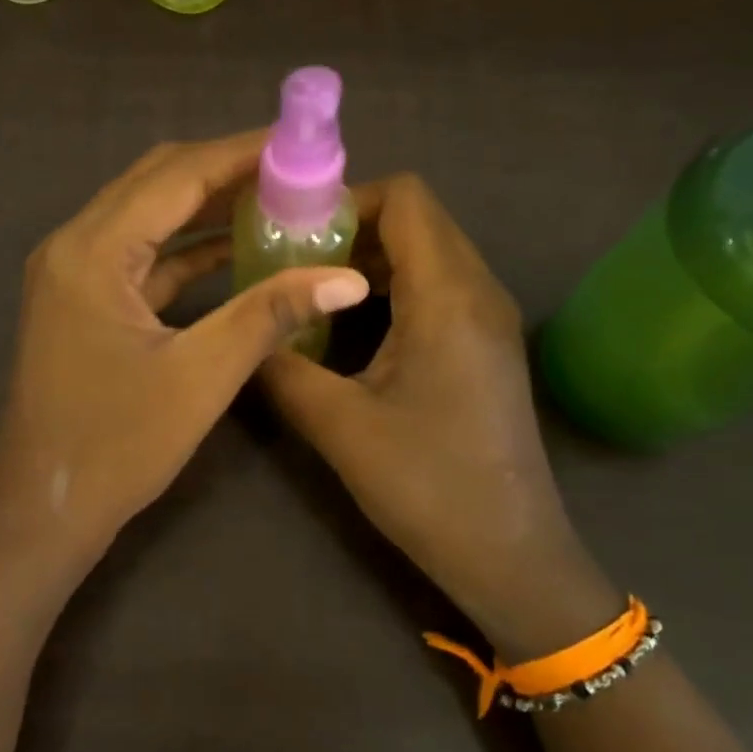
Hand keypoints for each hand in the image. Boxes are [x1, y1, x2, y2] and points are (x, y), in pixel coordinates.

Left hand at [0, 131, 369, 586]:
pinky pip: (140, 258)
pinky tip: (234, 252)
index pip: (176, 175)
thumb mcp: (201, 375)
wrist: (46, 510)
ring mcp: (73, 275)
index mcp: (92, 251)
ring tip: (275, 201)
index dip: (241, 152)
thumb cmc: (117, 446)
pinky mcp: (82, 304)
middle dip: (225, 171)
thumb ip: (270, 314)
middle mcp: (73, 246)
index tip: (300, 141)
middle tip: (294, 170)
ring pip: (147, 218)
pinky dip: (185, 250)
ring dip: (206, 208)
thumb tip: (348, 277)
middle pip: (156, 183)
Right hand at [259, 175, 616, 654]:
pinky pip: (438, 288)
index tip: (293, 234)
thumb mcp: (338, 425)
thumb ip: (281, 368)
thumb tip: (243, 332)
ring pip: (428, 254)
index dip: (346, 200)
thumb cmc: (426, 485)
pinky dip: (393, 289)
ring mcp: (490, 319)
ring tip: (312, 292)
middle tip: (291, 263)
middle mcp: (479, 291)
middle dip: (351, 229)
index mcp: (449, 296)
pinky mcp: (488, 346)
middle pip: (417, 220)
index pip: (405, 198)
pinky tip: (352, 329)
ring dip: (370, 261)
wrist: (509, 553)